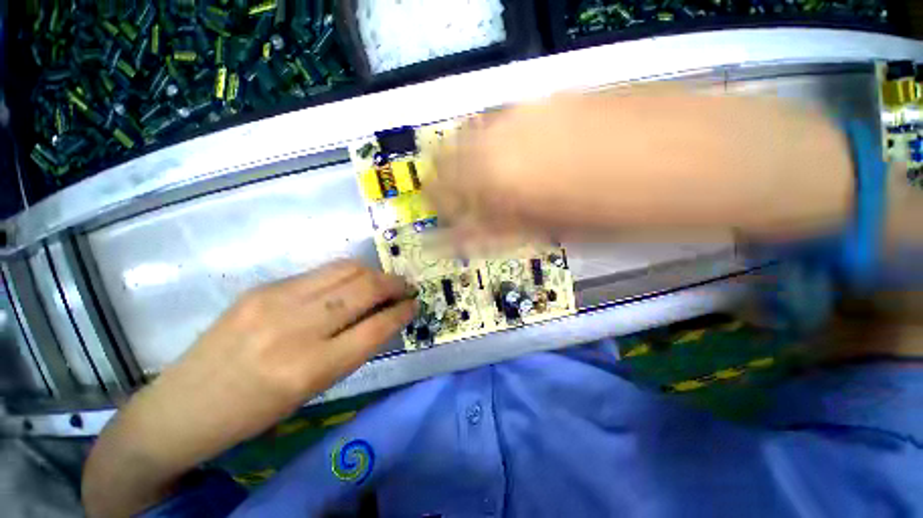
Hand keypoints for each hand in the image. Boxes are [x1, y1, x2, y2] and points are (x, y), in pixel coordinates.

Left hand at [83, 260, 415, 517]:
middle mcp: (295, 327)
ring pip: (346, 270)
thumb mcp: (313, 388)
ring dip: (374, 274)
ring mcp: (275, 300)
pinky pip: (321, 272)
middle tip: (406, 288)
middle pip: (364, 289)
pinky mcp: (263, 287)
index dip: (402, 312)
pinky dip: (347, 275)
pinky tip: (351, 284)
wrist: (183, 406)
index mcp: (310, 368)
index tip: (415, 305)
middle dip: (394, 285)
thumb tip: (382, 316)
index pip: (375, 328)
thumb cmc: (255, 411)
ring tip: (384, 282)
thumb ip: (352, 347)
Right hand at [427, 93, 852, 241]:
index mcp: (509, 175)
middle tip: (452, 204)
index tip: (438, 224)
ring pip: (475, 133)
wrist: (718, 157)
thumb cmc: (638, 214)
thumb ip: (506, 228)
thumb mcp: (563, 232)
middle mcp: (510, 131)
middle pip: (452, 156)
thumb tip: (469, 234)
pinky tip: (509, 155)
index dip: (439, 210)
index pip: (448, 192)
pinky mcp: (559, 92)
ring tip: (477, 184)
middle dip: (445, 183)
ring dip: (468, 161)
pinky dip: (495, 140)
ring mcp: (535, 105)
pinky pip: (506, 117)